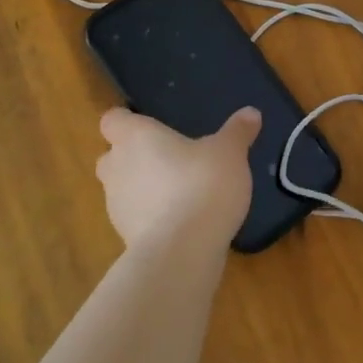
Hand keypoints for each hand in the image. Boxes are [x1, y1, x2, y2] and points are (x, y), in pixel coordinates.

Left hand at [95, 107, 261, 252]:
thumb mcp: (230, 153)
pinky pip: (134, 217)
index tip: (148, 125)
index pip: (113, 120)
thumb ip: (237, 132)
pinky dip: (150, 216)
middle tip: (165, 157)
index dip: (127, 120)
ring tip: (177, 191)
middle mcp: (117, 167)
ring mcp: (116, 205)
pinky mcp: (124, 236)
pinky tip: (180, 220)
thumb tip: (251, 112)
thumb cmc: (202, 184)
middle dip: (132, 156)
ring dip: (142, 187)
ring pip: (121, 188)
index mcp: (136, 137)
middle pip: (112, 155)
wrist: (182, 250)